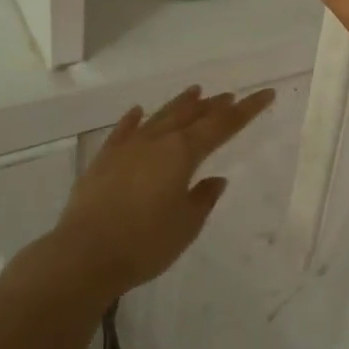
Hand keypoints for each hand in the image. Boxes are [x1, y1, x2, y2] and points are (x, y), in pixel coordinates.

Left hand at [50, 84, 275, 298]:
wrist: (82, 256)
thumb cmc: (144, 243)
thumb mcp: (186, 225)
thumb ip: (203, 199)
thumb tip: (215, 180)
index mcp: (183, 153)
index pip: (222, 125)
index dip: (247, 110)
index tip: (266, 93)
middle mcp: (157, 141)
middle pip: (191, 115)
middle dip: (213, 105)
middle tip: (230, 96)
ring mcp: (127, 147)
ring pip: (160, 117)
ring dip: (180, 104)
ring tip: (196, 91)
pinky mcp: (103, 160)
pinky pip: (123, 131)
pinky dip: (134, 119)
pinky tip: (138, 111)